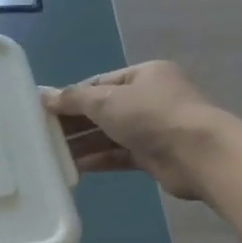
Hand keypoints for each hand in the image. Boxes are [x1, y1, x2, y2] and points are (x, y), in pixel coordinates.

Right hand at [42, 62, 221, 200]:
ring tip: (52, 154)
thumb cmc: (151, 116)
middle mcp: (150, 98)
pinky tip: (74, 167)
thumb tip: (43, 96)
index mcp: (144, 75)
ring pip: (110, 134)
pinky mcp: (153, 156)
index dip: (71, 96)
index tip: (45, 110)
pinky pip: (119, 154)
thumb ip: (73, 99)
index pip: (99, 83)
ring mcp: (153, 128)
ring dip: (83, 143)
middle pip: (103, 109)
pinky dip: (98, 159)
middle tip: (43, 135)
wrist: (198, 155)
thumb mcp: (106, 101)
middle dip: (74, 122)